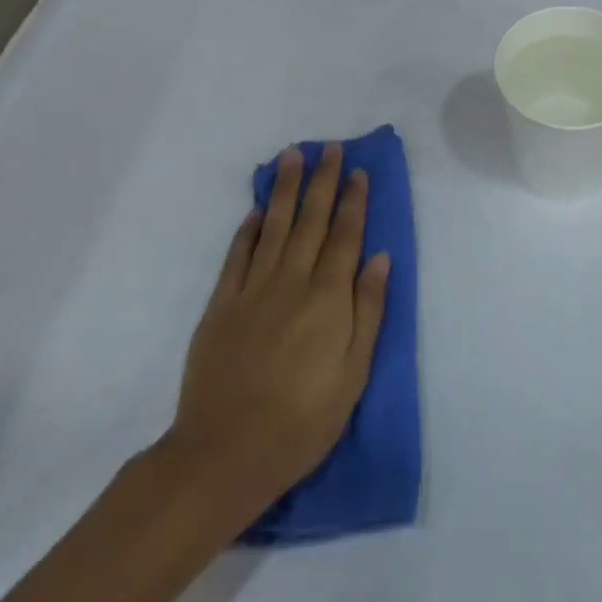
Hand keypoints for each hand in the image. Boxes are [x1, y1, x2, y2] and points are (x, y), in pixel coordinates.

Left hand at [170, 144, 389, 512]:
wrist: (225, 454)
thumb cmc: (302, 421)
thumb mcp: (353, 374)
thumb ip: (368, 310)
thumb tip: (379, 257)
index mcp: (328, 298)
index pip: (345, 236)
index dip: (353, 201)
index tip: (358, 170)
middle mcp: (292, 282)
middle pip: (311, 221)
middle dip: (323, 181)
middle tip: (330, 147)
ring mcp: (253, 290)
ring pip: (274, 227)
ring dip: (286, 190)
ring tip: (292, 156)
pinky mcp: (221, 305)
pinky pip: (237, 257)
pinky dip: (248, 230)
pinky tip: (257, 210)